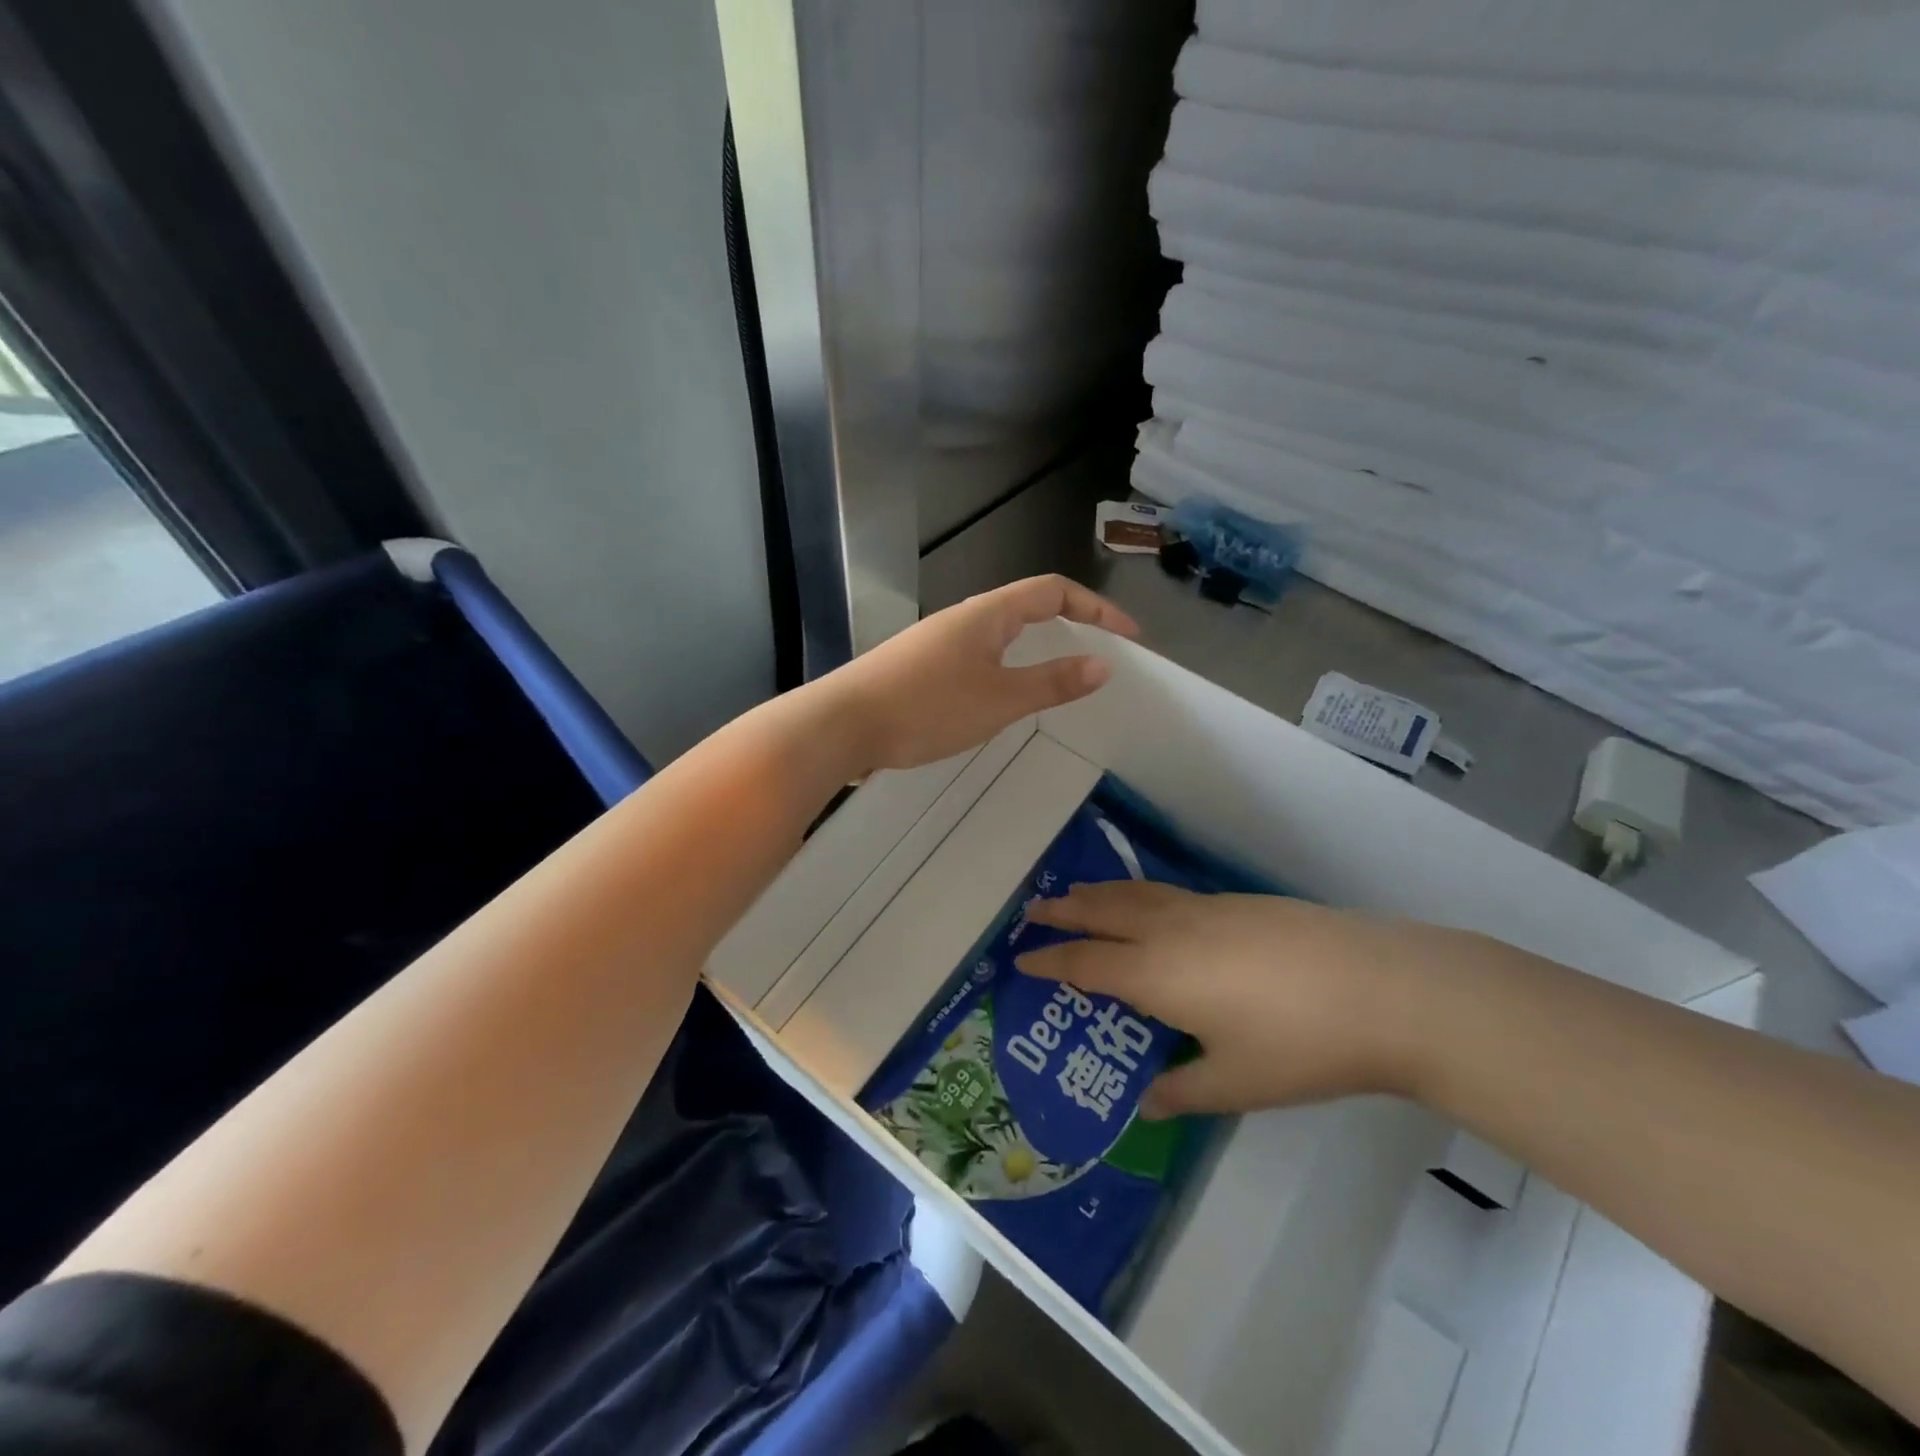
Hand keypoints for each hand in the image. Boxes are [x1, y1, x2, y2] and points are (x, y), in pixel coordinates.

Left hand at [829, 576, 1138, 772]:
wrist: (842, 725)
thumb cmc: (926, 708)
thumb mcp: (999, 699)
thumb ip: (1052, 683)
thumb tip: (1103, 665)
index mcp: (987, 614)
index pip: (1053, 592)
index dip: (1096, 609)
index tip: (1128, 637)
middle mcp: (963, 618)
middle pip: (1027, 606)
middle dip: (1070, 624)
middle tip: (1098, 654)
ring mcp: (938, 642)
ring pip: (1000, 633)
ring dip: (1036, 647)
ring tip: (1059, 676)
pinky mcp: (920, 667)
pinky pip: (978, 656)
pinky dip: (1007, 667)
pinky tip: (1003, 697)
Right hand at [1017, 882, 1459, 1116]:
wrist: (1382, 988)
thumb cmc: (1300, 1045)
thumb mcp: (1236, 1083)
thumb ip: (1183, 1091)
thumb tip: (1146, 1103)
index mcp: (1157, 975)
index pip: (1086, 963)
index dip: (1050, 961)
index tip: (1021, 958)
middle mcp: (1170, 932)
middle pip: (1102, 913)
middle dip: (1063, 911)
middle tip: (1034, 909)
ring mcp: (1206, 909)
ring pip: (1135, 894)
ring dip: (1099, 894)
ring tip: (1078, 894)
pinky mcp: (1237, 901)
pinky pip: (1167, 893)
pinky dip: (1138, 893)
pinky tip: (1148, 904)